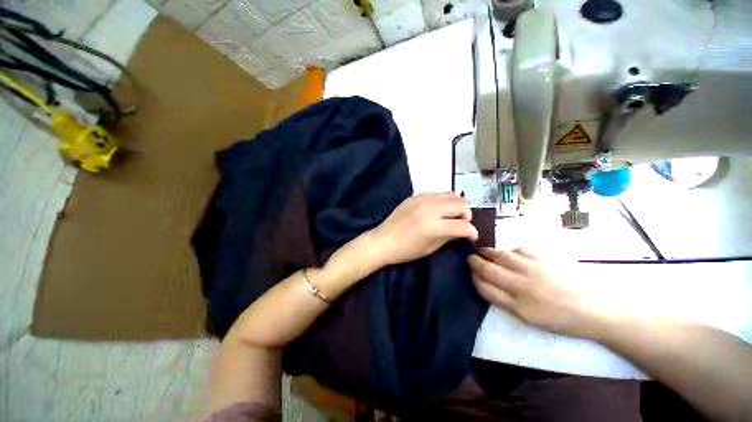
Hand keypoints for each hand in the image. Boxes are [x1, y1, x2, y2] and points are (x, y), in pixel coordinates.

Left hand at [369, 193, 477, 266]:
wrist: (383, 241)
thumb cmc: (405, 250)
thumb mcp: (430, 248)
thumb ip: (448, 237)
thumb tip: (461, 230)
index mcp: (434, 226)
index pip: (463, 226)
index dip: (472, 232)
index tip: (472, 236)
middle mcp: (430, 209)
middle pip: (460, 204)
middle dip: (467, 214)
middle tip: (462, 223)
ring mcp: (421, 200)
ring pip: (450, 194)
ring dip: (456, 204)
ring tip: (452, 214)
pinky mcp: (414, 196)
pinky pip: (436, 193)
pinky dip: (442, 200)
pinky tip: (438, 208)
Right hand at [469, 248, 601, 338]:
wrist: (596, 310)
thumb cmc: (561, 319)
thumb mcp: (530, 318)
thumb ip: (507, 301)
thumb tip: (489, 285)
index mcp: (517, 305)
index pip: (485, 288)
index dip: (474, 279)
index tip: (470, 274)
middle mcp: (521, 286)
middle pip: (488, 269)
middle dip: (475, 262)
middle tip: (470, 258)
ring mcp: (532, 271)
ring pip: (501, 256)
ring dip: (488, 252)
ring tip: (483, 251)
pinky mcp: (544, 260)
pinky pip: (520, 250)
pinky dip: (511, 250)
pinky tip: (511, 253)